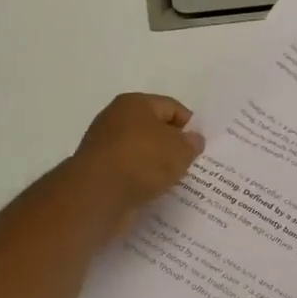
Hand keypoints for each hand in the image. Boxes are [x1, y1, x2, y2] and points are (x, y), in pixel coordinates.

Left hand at [70, 93, 204, 233]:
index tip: (199, 146)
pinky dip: (139, 180)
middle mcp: (115, 118)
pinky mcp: (97, 171)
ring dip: (155, 164)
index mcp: (135, 103)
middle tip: (189, 163)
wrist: (98, 194)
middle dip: (171, 145)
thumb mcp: (180, 150)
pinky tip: (151, 191)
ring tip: (172, 181)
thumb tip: (193, 140)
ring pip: (139, 152)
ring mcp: (103, 145)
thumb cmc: (143, 160)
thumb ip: (191, 143)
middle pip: (153, 128)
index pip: (171, 107)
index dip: (189, 125)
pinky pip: (127, 171)